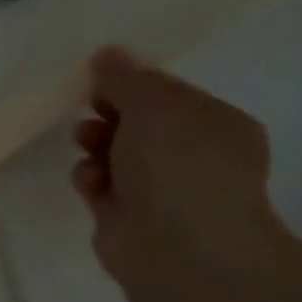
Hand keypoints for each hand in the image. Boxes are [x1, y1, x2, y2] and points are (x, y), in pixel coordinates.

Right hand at [73, 47, 282, 278]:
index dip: (131, 82)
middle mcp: (191, 155)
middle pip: (137, 121)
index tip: (98, 78)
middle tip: (90, 109)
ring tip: (87, 145)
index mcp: (215, 123)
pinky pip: (99, 184)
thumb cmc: (178, 165)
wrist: (179, 248)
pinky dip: (89, 178)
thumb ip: (125, 77)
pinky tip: (90, 181)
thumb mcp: (153, 105)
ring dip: (94, 143)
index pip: (167, 92)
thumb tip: (106, 54)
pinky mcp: (126, 216)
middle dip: (108, 112)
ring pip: (114, 152)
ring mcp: (159, 189)